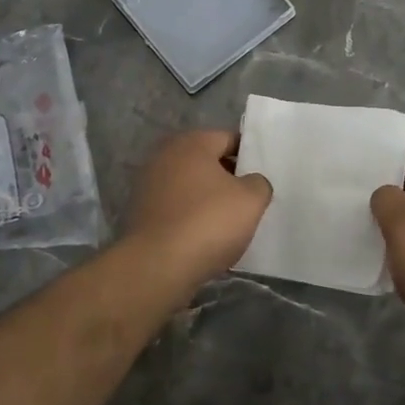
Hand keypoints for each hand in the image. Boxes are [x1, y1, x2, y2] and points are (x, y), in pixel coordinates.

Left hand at [122, 130, 272, 293]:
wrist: (158, 266)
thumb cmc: (208, 222)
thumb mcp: (251, 200)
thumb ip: (259, 183)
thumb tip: (252, 182)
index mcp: (192, 143)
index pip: (229, 139)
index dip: (250, 156)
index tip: (263, 177)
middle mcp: (165, 155)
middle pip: (207, 162)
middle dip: (228, 178)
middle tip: (250, 200)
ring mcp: (148, 184)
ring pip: (190, 186)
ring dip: (208, 199)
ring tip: (230, 222)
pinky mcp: (141, 213)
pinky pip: (176, 208)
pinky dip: (191, 217)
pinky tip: (205, 237)